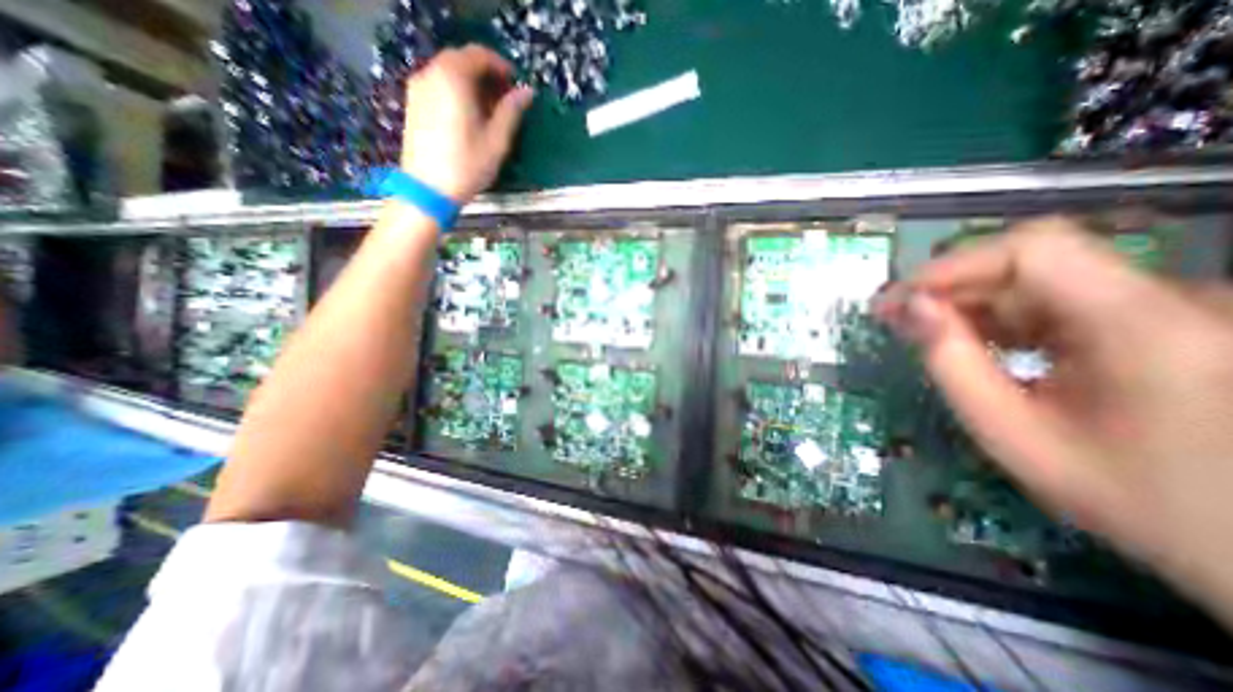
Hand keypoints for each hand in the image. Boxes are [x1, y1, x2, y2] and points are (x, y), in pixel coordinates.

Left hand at [404, 43, 532, 203]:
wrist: (428, 188)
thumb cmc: (467, 165)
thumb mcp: (497, 140)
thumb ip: (511, 111)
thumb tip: (527, 92)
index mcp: (453, 78)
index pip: (479, 55)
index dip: (501, 66)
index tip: (516, 85)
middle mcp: (432, 73)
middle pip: (461, 61)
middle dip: (486, 75)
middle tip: (504, 99)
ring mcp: (418, 88)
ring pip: (449, 73)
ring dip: (471, 85)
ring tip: (489, 112)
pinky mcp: (413, 103)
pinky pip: (438, 86)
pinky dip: (456, 92)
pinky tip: (468, 117)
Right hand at [871, 216, 1231, 621]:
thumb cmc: (1157, 511)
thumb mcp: (1020, 439)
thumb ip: (954, 365)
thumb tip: (904, 311)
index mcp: (1136, 327)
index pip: (1028, 247)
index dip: (950, 264)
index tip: (893, 300)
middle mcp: (1165, 302)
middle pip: (1030, 263)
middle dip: (949, 291)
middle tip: (897, 326)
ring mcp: (1178, 312)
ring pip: (1047, 283)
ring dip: (976, 308)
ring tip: (934, 343)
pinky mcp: (1173, 327)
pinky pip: (1069, 305)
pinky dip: (1012, 321)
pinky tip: (989, 352)